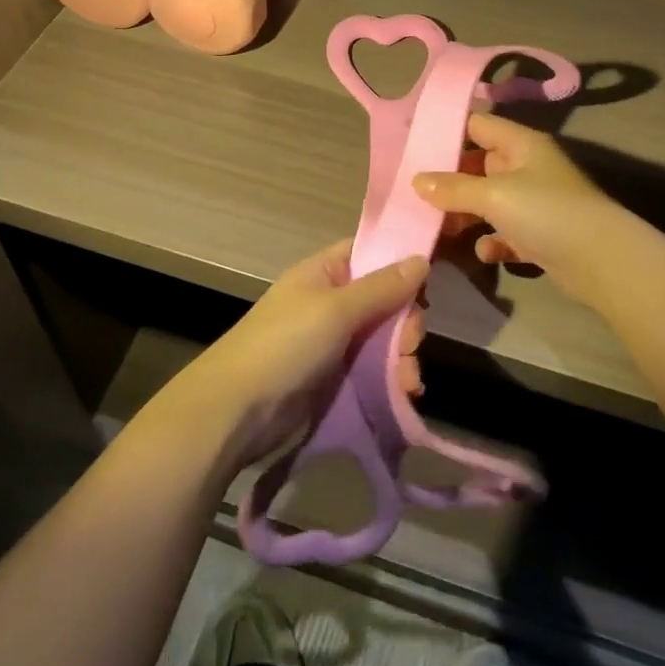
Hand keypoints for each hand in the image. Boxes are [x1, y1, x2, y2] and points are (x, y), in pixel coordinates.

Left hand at [171, 240, 426, 469]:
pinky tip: (405, 394)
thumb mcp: (336, 310)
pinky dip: (391, 378)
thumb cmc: (285, 345)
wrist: (237, 411)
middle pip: (383, 300)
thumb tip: (421, 258)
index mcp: (323, 273)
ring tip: (410, 382)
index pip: (370, 254)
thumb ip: (381, 287)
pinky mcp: (334, 377)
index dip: (399, 264)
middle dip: (405, 323)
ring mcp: (331, 341)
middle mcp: (329, 302)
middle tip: (412, 344)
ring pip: (382, 338)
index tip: (427, 285)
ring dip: (402, 357)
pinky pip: (373, 369)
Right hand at [412, 114, 614, 296]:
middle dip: (449, 180)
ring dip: (466, 214)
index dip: (447, 131)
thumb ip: (453, 188)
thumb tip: (417, 180)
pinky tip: (486, 252)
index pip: (478, 124)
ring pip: (489, 201)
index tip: (413, 145)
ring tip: (439, 227)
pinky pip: (506, 233)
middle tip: (415, 193)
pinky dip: (493, 241)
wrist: (603, 262)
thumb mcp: (493, 195)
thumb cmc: (546, 212)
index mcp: (521, 144)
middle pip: (479, 164)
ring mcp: (535, 202)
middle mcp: (528, 167)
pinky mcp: (540, 235)